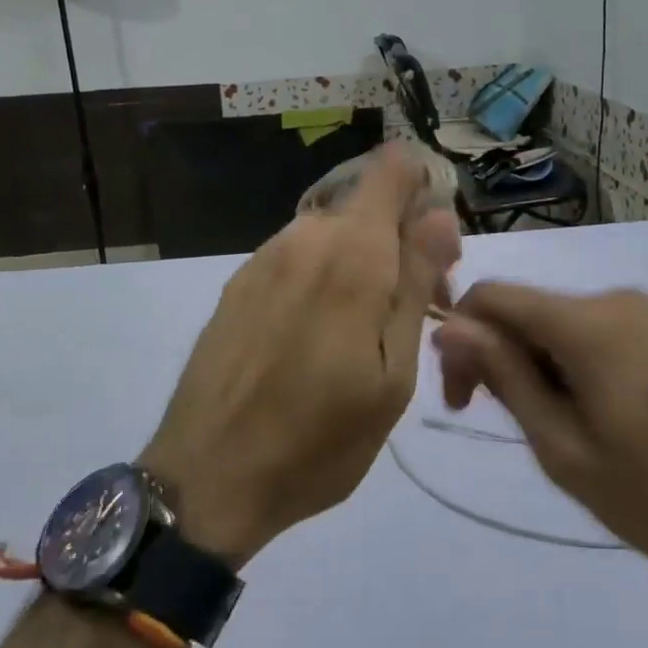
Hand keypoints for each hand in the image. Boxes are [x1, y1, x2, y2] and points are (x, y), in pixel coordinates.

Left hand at [141, 144, 461, 565]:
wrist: (207, 479)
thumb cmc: (319, 440)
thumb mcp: (393, 373)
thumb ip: (416, 283)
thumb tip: (440, 214)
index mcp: (351, 253)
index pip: (392, 168)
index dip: (423, 191)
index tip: (436, 251)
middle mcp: (304, 237)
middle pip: (367, 206)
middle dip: (399, 243)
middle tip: (409, 315)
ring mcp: (263, 258)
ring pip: (332, 234)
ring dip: (360, 264)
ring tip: (362, 337)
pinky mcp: (237, 283)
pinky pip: (297, 258)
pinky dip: (321, 279)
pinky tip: (313, 341)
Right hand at [433, 285, 647, 596]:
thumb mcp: (566, 449)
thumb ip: (505, 377)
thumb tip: (451, 327)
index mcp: (588, 322)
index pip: (492, 296)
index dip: (461, 338)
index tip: (463, 399)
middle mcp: (620, 299)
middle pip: (531, 309)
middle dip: (504, 356)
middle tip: (515, 426)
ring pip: (567, 322)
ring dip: (544, 364)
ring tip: (567, 431)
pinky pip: (607, 331)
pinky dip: (583, 362)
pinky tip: (608, 416)